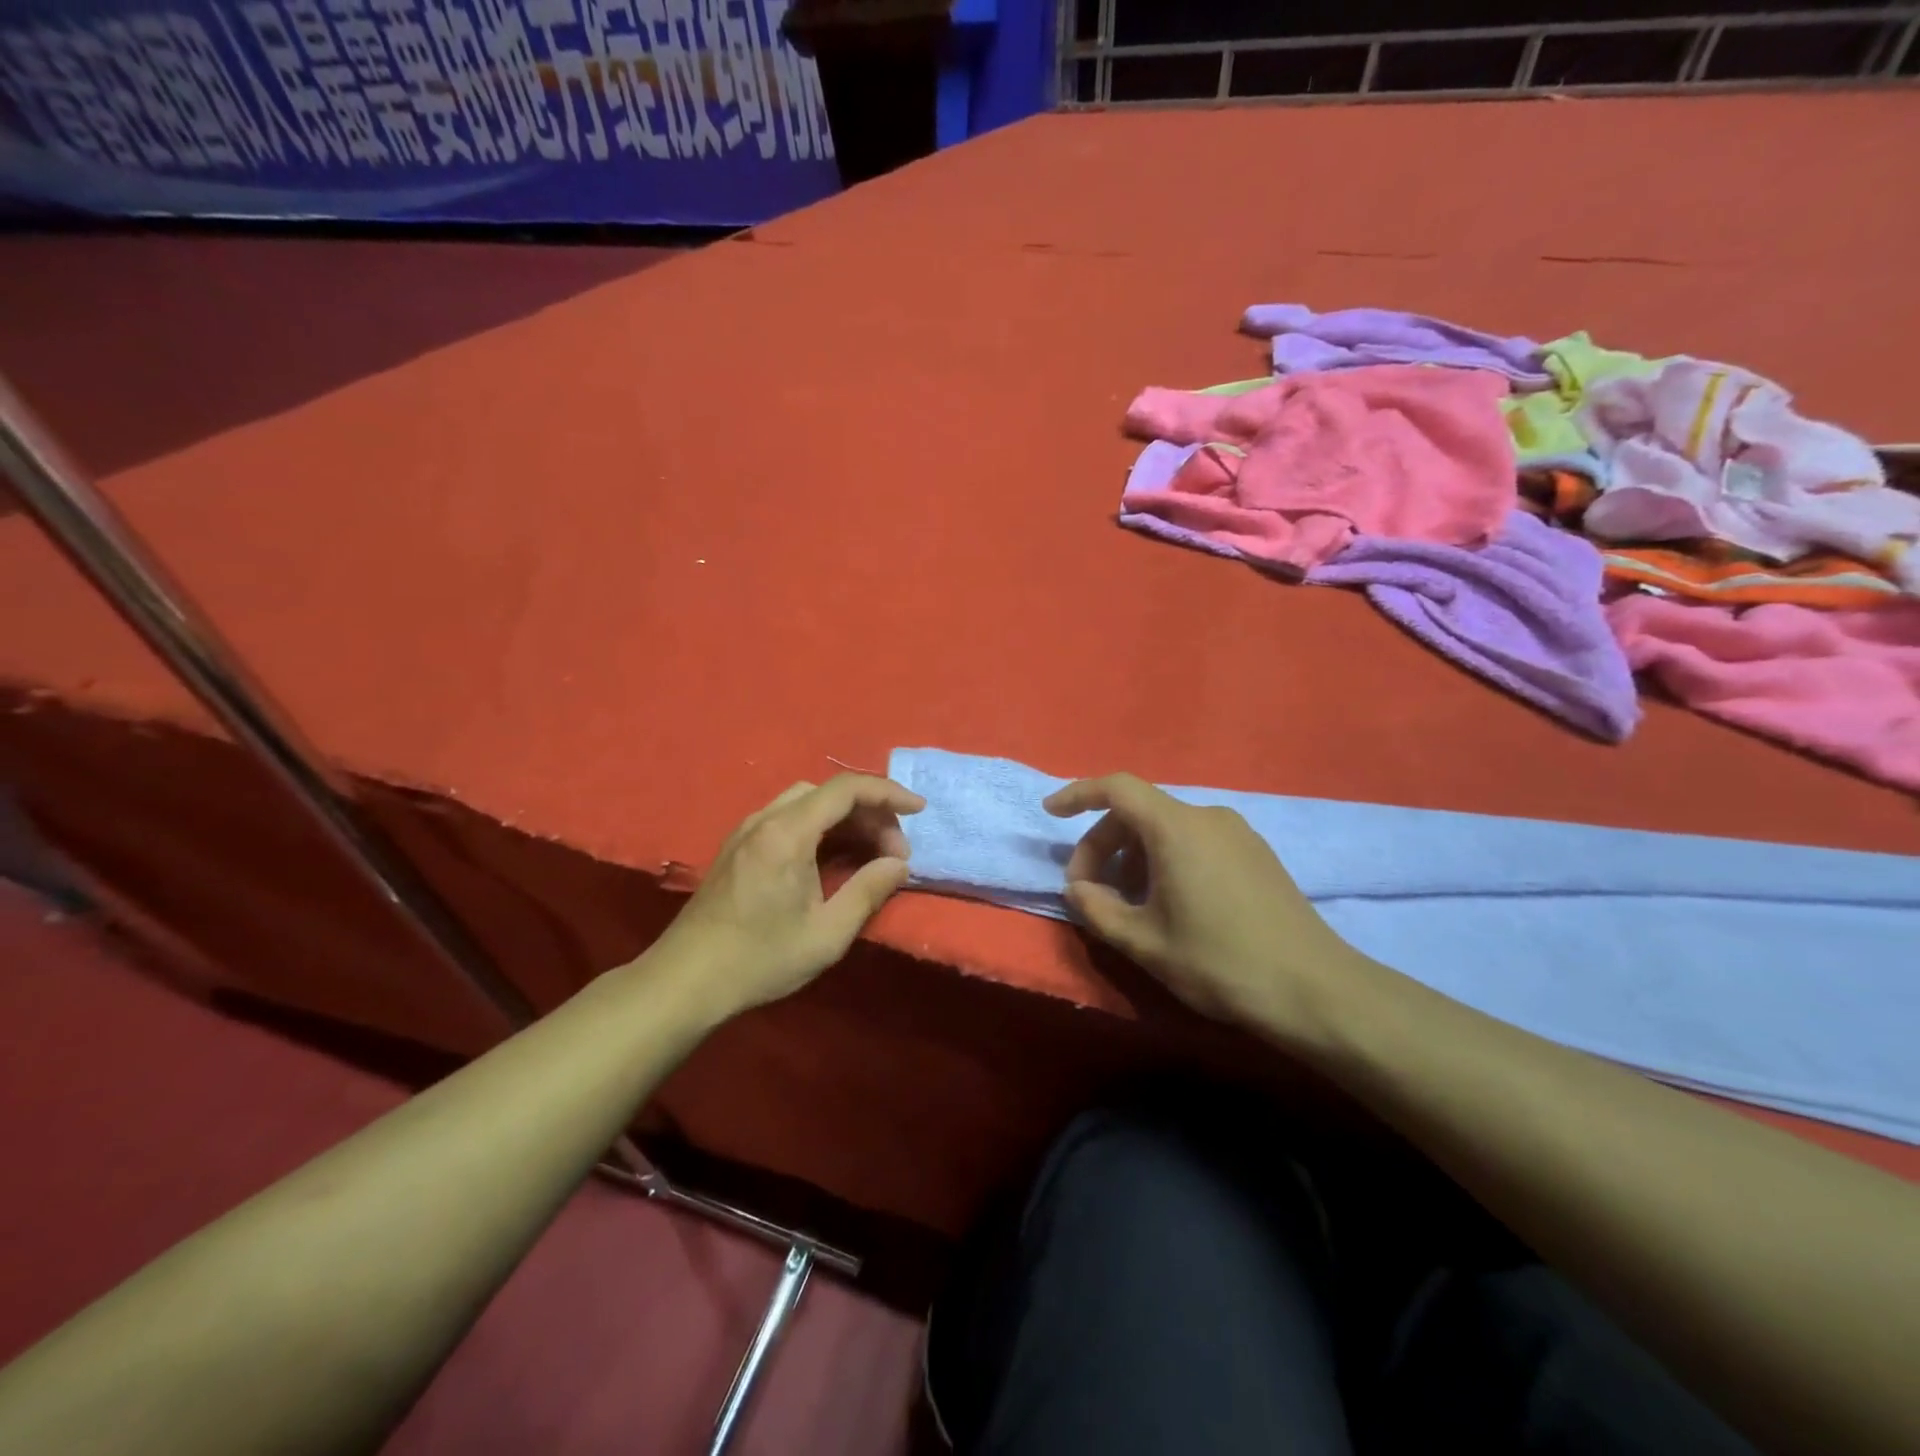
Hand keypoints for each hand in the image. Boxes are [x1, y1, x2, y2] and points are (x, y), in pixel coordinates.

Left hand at [654, 774, 924, 1020]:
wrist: (685, 981)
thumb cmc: (759, 960)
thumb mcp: (826, 934)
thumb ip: (868, 891)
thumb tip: (899, 865)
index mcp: (787, 834)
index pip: (846, 789)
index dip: (888, 793)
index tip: (919, 811)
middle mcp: (765, 820)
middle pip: (828, 793)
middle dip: (870, 813)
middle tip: (894, 855)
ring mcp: (747, 831)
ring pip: (807, 802)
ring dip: (846, 819)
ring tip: (870, 854)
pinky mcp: (738, 846)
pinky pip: (788, 817)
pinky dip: (821, 827)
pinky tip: (832, 858)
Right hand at [1044, 773, 1365, 1039]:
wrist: (1315, 990)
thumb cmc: (1219, 961)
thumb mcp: (1144, 942)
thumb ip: (1098, 910)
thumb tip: (1078, 889)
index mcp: (1176, 828)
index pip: (1116, 788)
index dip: (1078, 794)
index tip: (1051, 813)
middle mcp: (1207, 817)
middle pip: (1139, 812)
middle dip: (1103, 844)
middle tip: (1089, 891)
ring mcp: (1237, 833)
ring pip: (1167, 828)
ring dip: (1134, 856)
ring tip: (1128, 903)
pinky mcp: (1255, 853)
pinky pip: (1195, 840)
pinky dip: (1166, 859)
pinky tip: (1168, 902)